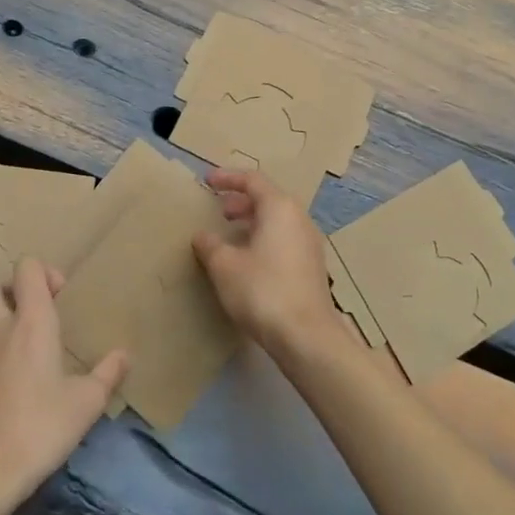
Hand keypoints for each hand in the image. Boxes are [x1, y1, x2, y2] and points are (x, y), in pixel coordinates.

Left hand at [0, 257, 128, 499]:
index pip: (26, 267)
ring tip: (30, 349)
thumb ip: (108, 373)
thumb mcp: (87, 402)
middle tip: (33, 309)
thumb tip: (124, 355)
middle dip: (7, 285)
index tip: (61, 297)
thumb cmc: (42, 426)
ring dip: (2, 320)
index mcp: (31, 322)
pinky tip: (17, 382)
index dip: (44, 272)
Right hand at [193, 169, 338, 357]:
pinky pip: (285, 239)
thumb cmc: (262, 290)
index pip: (252, 180)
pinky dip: (264, 239)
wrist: (306, 336)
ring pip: (278, 220)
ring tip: (231, 235)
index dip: (227, 178)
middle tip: (219, 211)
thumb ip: (210, 245)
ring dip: (253, 222)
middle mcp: (299, 219)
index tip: (207, 182)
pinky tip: (249, 260)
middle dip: (241, 201)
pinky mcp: (312, 266)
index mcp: (279, 208)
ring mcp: (309, 243)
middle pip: (268, 198)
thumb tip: (202, 236)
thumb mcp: (225, 266)